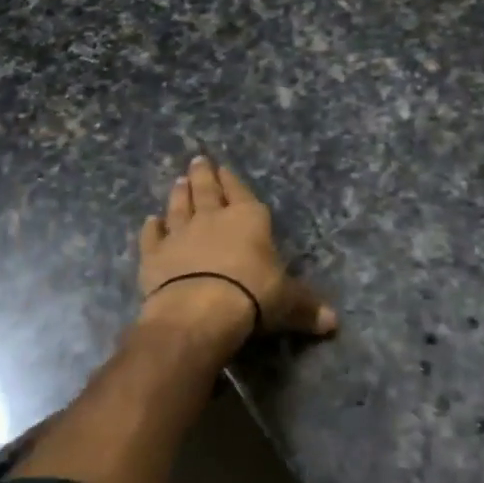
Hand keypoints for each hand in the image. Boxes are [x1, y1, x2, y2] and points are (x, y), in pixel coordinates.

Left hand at [137, 157, 336, 349]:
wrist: (199, 310)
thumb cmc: (252, 295)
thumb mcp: (288, 303)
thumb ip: (307, 308)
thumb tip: (333, 322)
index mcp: (249, 219)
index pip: (241, 192)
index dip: (234, 181)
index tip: (224, 168)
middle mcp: (213, 219)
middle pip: (207, 191)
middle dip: (204, 175)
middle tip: (197, 160)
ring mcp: (181, 234)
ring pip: (179, 207)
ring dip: (179, 194)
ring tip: (178, 181)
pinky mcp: (155, 255)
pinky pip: (152, 237)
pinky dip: (151, 228)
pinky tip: (150, 221)